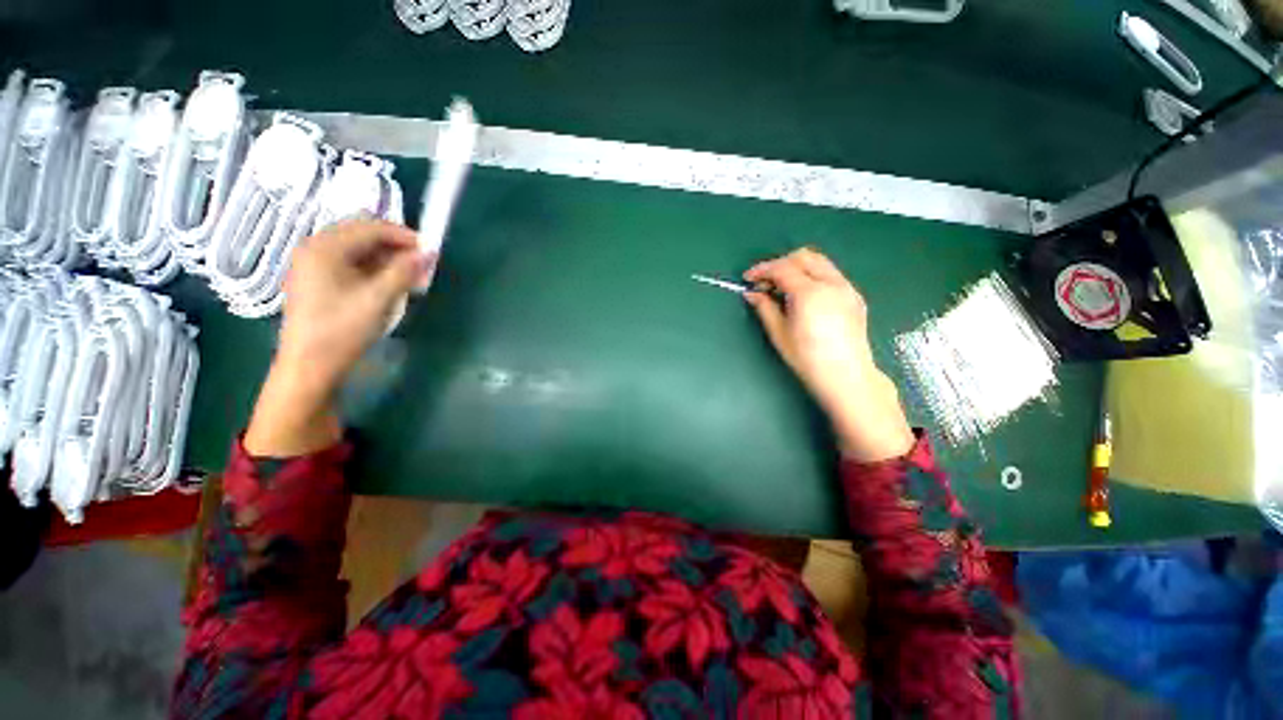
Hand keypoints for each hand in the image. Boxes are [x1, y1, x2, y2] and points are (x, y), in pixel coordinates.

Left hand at [246, 218, 431, 456]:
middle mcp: (315, 248)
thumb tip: (430, 252)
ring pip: (358, 249)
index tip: (431, 251)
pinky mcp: (317, 281)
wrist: (310, 366)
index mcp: (325, 247)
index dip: (404, 236)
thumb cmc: (343, 329)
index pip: (371, 227)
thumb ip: (405, 271)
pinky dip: (374, 269)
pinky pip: (350, 263)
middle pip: (362, 235)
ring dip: (387, 259)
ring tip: (410, 278)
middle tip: (421, 266)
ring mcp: (313, 265)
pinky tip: (389, 285)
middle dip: (396, 247)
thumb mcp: (379, 298)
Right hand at [744, 248, 913, 461]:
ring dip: (797, 267)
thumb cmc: (807, 359)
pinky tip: (804, 296)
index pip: (782, 268)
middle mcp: (831, 283)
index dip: (762, 270)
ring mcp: (847, 288)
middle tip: (765, 282)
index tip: (748, 279)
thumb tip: (751, 293)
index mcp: (810, 293)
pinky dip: (813, 276)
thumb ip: (764, 308)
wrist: (846, 377)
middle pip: (803, 256)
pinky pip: (830, 274)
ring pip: (819, 262)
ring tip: (783, 288)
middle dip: (780, 264)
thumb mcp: (779, 333)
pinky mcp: (855, 296)